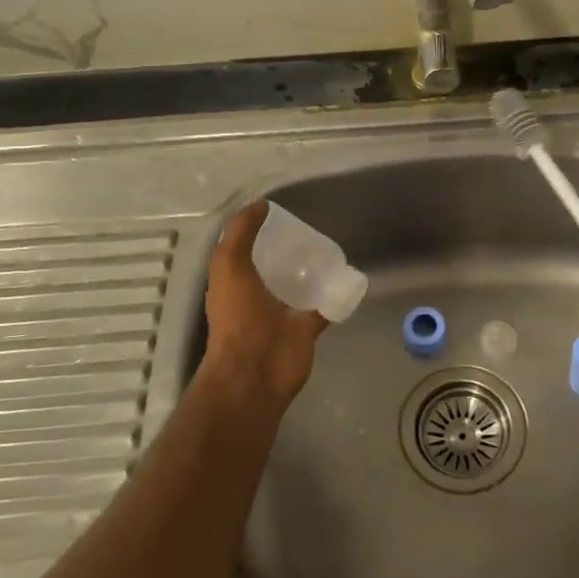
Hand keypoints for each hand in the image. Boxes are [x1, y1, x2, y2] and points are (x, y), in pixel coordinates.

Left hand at [201, 200, 329, 402]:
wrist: (256, 372)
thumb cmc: (237, 316)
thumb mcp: (229, 265)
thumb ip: (241, 233)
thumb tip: (261, 205)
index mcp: (235, 281)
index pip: (245, 249)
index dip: (259, 231)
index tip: (281, 214)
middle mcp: (257, 295)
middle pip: (275, 266)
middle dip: (290, 249)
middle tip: (313, 229)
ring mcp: (282, 313)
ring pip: (300, 285)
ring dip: (313, 271)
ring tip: (332, 247)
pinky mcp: (305, 328)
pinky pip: (324, 305)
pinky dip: (336, 293)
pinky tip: (349, 276)